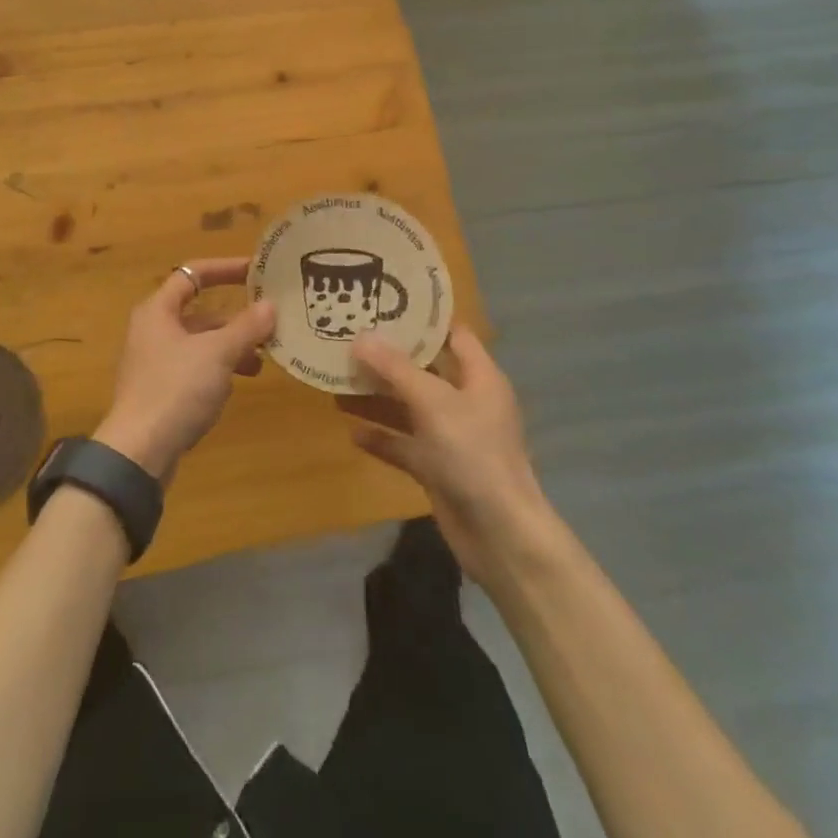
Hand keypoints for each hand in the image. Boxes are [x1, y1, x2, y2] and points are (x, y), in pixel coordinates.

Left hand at [93, 258, 276, 479]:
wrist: (139, 451)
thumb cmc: (176, 389)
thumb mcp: (218, 353)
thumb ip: (246, 327)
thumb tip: (270, 305)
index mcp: (158, 310)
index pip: (193, 273)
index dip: (225, 269)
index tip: (256, 271)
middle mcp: (153, 330)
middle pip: (200, 312)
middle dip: (236, 319)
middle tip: (269, 324)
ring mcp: (155, 362)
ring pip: (200, 343)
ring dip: (231, 347)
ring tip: (261, 361)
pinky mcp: (161, 390)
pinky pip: (196, 368)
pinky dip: (219, 369)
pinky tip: (238, 384)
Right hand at [341, 326, 553, 584]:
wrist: (500, 535)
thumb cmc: (473, 455)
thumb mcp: (432, 403)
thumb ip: (395, 369)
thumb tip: (360, 337)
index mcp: (479, 377)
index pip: (452, 334)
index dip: (422, 318)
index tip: (384, 301)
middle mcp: (466, 401)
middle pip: (424, 369)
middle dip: (388, 356)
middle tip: (348, 337)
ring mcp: (451, 437)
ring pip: (408, 407)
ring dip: (377, 396)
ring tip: (338, 379)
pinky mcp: (437, 468)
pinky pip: (403, 445)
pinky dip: (381, 437)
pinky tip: (351, 432)